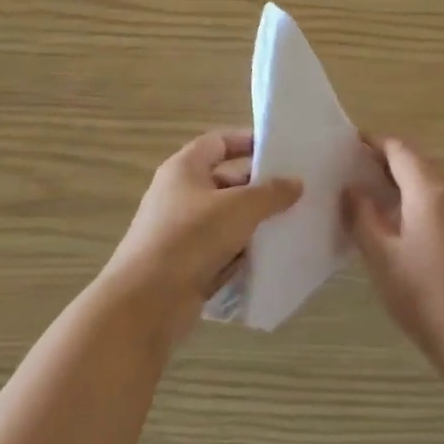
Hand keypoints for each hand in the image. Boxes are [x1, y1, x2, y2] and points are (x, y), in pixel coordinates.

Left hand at [99, 130, 301, 335]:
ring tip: (293, 225)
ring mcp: (181, 231)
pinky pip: (221, 250)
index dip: (247, 142)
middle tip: (297, 193)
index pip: (218, 142)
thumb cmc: (191, 238)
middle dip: (259, 188)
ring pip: (226, 219)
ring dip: (254, 223)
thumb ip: (271, 193)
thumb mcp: (239, 208)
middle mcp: (179, 195)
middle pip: (225, 182)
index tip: (280, 150)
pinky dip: (243, 252)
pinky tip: (272, 258)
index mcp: (184, 169)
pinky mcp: (186, 264)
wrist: (146, 301)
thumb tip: (296, 182)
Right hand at [346, 138, 443, 370]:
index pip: (400, 149)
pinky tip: (397, 224)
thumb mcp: (380, 255)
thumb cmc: (422, 293)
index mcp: (429, 190)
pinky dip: (416, 200)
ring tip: (369, 198)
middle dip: (385, 162)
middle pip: (417, 162)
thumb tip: (351, 189)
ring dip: (401, 182)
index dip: (374, 143)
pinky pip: (440, 202)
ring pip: (430, 182)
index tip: (349, 146)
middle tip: (353, 172)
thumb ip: (361, 216)